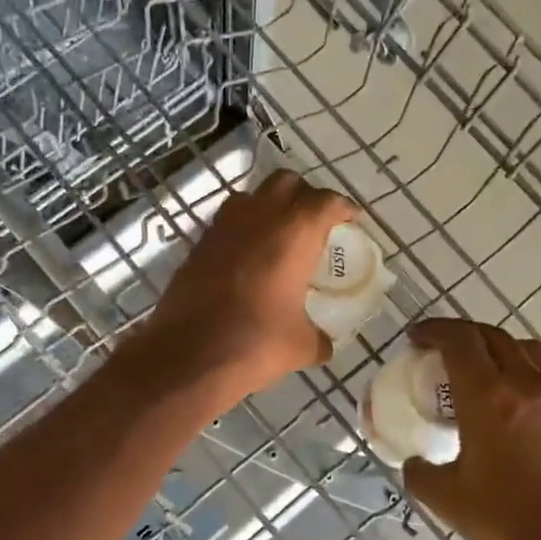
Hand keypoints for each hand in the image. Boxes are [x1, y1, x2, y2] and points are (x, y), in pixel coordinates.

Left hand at [133, 169, 355, 405]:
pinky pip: (226, 223)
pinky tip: (248, 259)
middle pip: (286, 183)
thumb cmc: (256, 343)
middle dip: (304, 196)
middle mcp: (259, 217)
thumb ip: (319, 337)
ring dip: (268, 206)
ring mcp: (223, 227)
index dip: (343, 208)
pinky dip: (242, 230)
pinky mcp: (198, 245)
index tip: (351, 219)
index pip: (326, 202)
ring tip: (278, 235)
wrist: (189, 356)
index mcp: (295, 233)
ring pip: (251, 197)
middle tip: (314, 222)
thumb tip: (324, 344)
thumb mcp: (301, 345)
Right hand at [402, 318, 540, 539]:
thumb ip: (422, 474)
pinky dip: (523, 370)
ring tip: (480, 367)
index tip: (416, 339)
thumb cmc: (509, 523)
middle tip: (441, 350)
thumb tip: (415, 464)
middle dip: (462, 334)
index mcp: (489, 397)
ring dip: (497, 346)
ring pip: (527, 348)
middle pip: (493, 335)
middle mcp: (526, 385)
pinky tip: (512, 401)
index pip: (459, 341)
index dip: (434, 331)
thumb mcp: (449, 501)